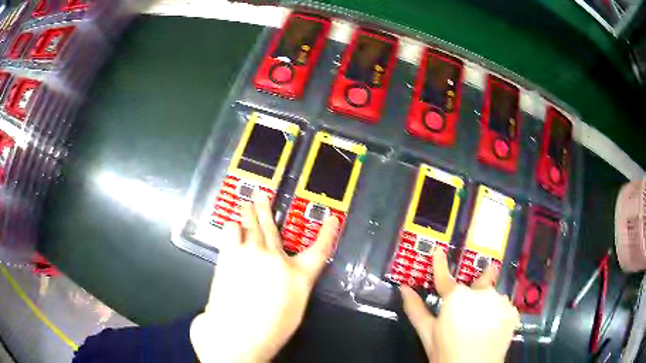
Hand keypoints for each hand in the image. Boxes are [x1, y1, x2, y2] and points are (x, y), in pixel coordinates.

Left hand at [190, 195, 339, 361]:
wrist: (238, 335)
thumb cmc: (270, 330)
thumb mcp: (293, 309)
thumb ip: (292, 286)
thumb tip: (284, 275)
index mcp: (298, 276)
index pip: (319, 250)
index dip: (328, 234)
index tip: (332, 219)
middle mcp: (276, 259)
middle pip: (272, 227)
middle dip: (266, 209)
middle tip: (262, 196)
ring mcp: (251, 253)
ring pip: (250, 223)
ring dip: (247, 213)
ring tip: (245, 206)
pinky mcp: (230, 254)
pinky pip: (230, 230)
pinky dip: (232, 227)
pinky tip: (231, 227)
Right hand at [400, 249, 519, 362]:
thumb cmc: (446, 354)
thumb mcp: (428, 334)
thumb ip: (416, 310)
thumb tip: (403, 288)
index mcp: (456, 298)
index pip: (445, 278)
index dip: (440, 264)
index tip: (439, 251)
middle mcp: (481, 293)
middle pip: (478, 283)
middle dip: (477, 287)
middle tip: (475, 304)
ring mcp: (500, 301)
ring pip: (492, 296)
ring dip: (487, 305)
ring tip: (482, 327)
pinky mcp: (512, 311)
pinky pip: (503, 306)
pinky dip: (498, 313)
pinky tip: (492, 329)